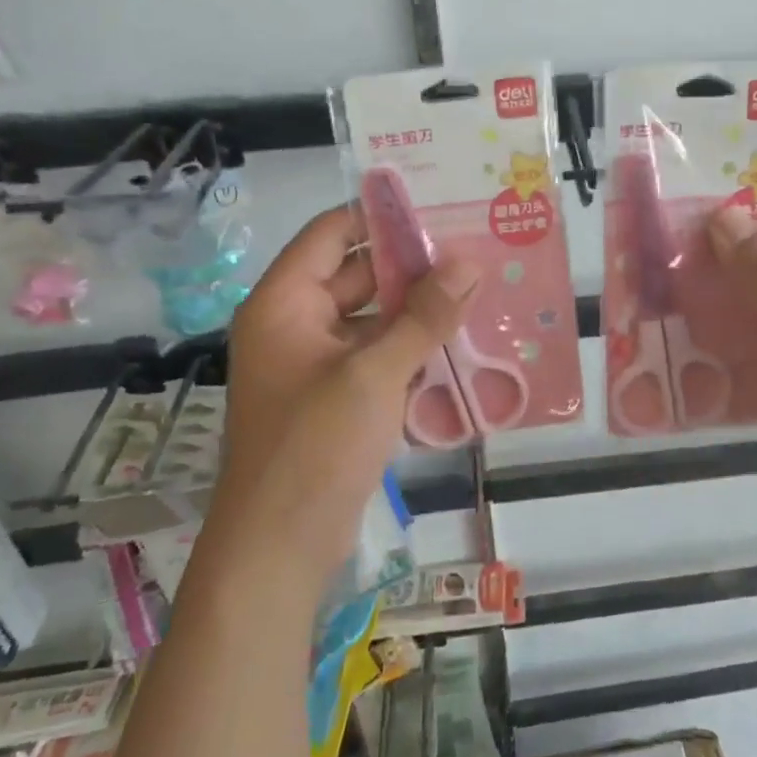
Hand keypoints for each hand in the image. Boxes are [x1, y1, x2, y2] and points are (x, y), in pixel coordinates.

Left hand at [210, 204, 478, 588]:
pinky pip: (377, 357)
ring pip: (373, 319)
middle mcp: (296, 324)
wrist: (278, 550)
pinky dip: (412, 350)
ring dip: (419, 311)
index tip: (438, 206)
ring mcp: (316, 364)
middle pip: (358, 275)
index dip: (380, 215)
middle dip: (413, 267)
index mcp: (285, 303)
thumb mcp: (374, 374)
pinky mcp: (336, 398)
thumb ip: (423, 316)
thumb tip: (468, 263)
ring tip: (478, 294)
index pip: (332, 233)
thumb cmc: (315, 448)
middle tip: (473, 251)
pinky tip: (460, 347)